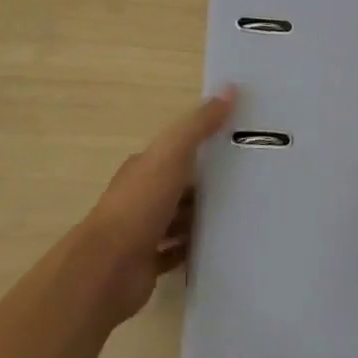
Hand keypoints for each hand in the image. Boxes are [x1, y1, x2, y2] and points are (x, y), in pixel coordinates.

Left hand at [78, 86, 235, 325]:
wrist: (107, 269)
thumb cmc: (139, 205)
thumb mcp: (172, 154)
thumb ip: (198, 125)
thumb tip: (230, 88)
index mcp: (144, 167)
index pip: (176, 150)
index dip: (204, 144)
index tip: (238, 144)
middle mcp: (141, 196)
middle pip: (179, 184)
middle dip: (207, 183)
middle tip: (250, 181)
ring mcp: (142, 231)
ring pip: (178, 218)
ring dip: (201, 215)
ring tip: (240, 212)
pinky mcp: (148, 262)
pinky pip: (176, 251)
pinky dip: (194, 247)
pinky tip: (220, 245)